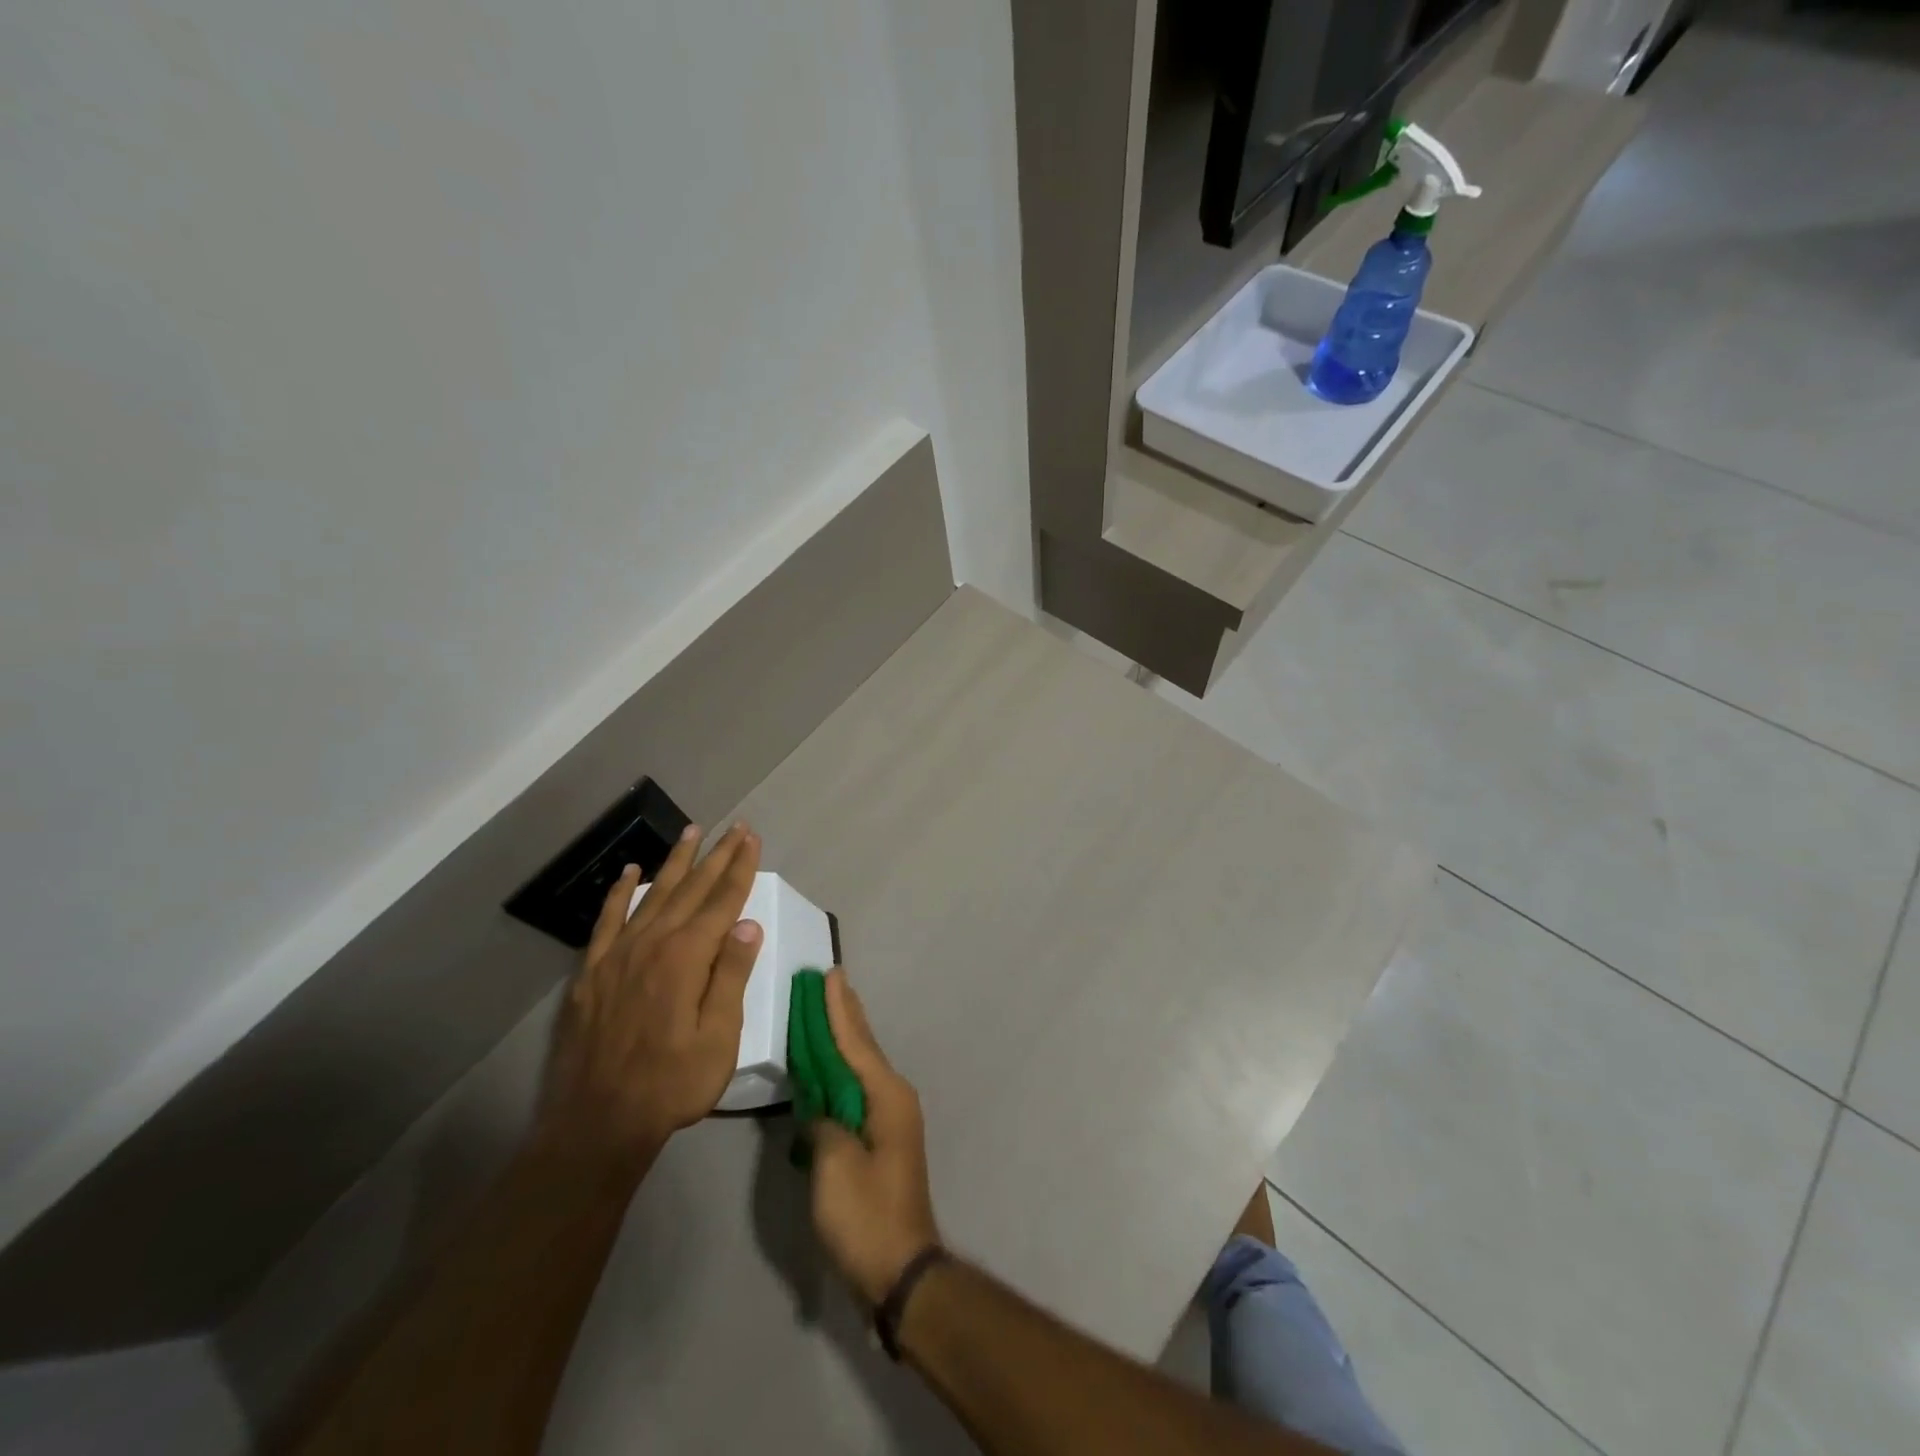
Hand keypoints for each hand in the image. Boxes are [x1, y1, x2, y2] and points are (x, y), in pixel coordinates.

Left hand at [539, 823, 762, 1167]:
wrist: (596, 1123)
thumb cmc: (670, 1085)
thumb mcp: (718, 1039)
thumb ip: (730, 977)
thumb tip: (746, 925)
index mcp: (687, 957)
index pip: (722, 901)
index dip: (740, 868)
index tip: (753, 839)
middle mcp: (652, 943)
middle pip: (691, 888)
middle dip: (717, 855)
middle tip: (735, 827)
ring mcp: (617, 954)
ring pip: (653, 894)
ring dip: (675, 861)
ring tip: (692, 831)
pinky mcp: (592, 971)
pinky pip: (608, 919)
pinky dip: (621, 892)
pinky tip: (631, 872)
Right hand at [808, 969, 941, 1305]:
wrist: (900, 1271)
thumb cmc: (866, 1215)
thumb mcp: (834, 1166)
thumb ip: (823, 1123)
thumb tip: (819, 1109)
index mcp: (887, 1095)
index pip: (855, 1041)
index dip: (838, 1007)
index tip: (830, 974)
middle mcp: (894, 1097)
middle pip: (863, 1046)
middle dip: (844, 1014)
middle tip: (829, 981)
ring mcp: (890, 1118)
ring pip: (861, 1066)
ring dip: (843, 1039)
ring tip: (827, 1010)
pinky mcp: (881, 1139)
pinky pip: (858, 1089)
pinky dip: (841, 1070)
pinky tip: (829, 1066)